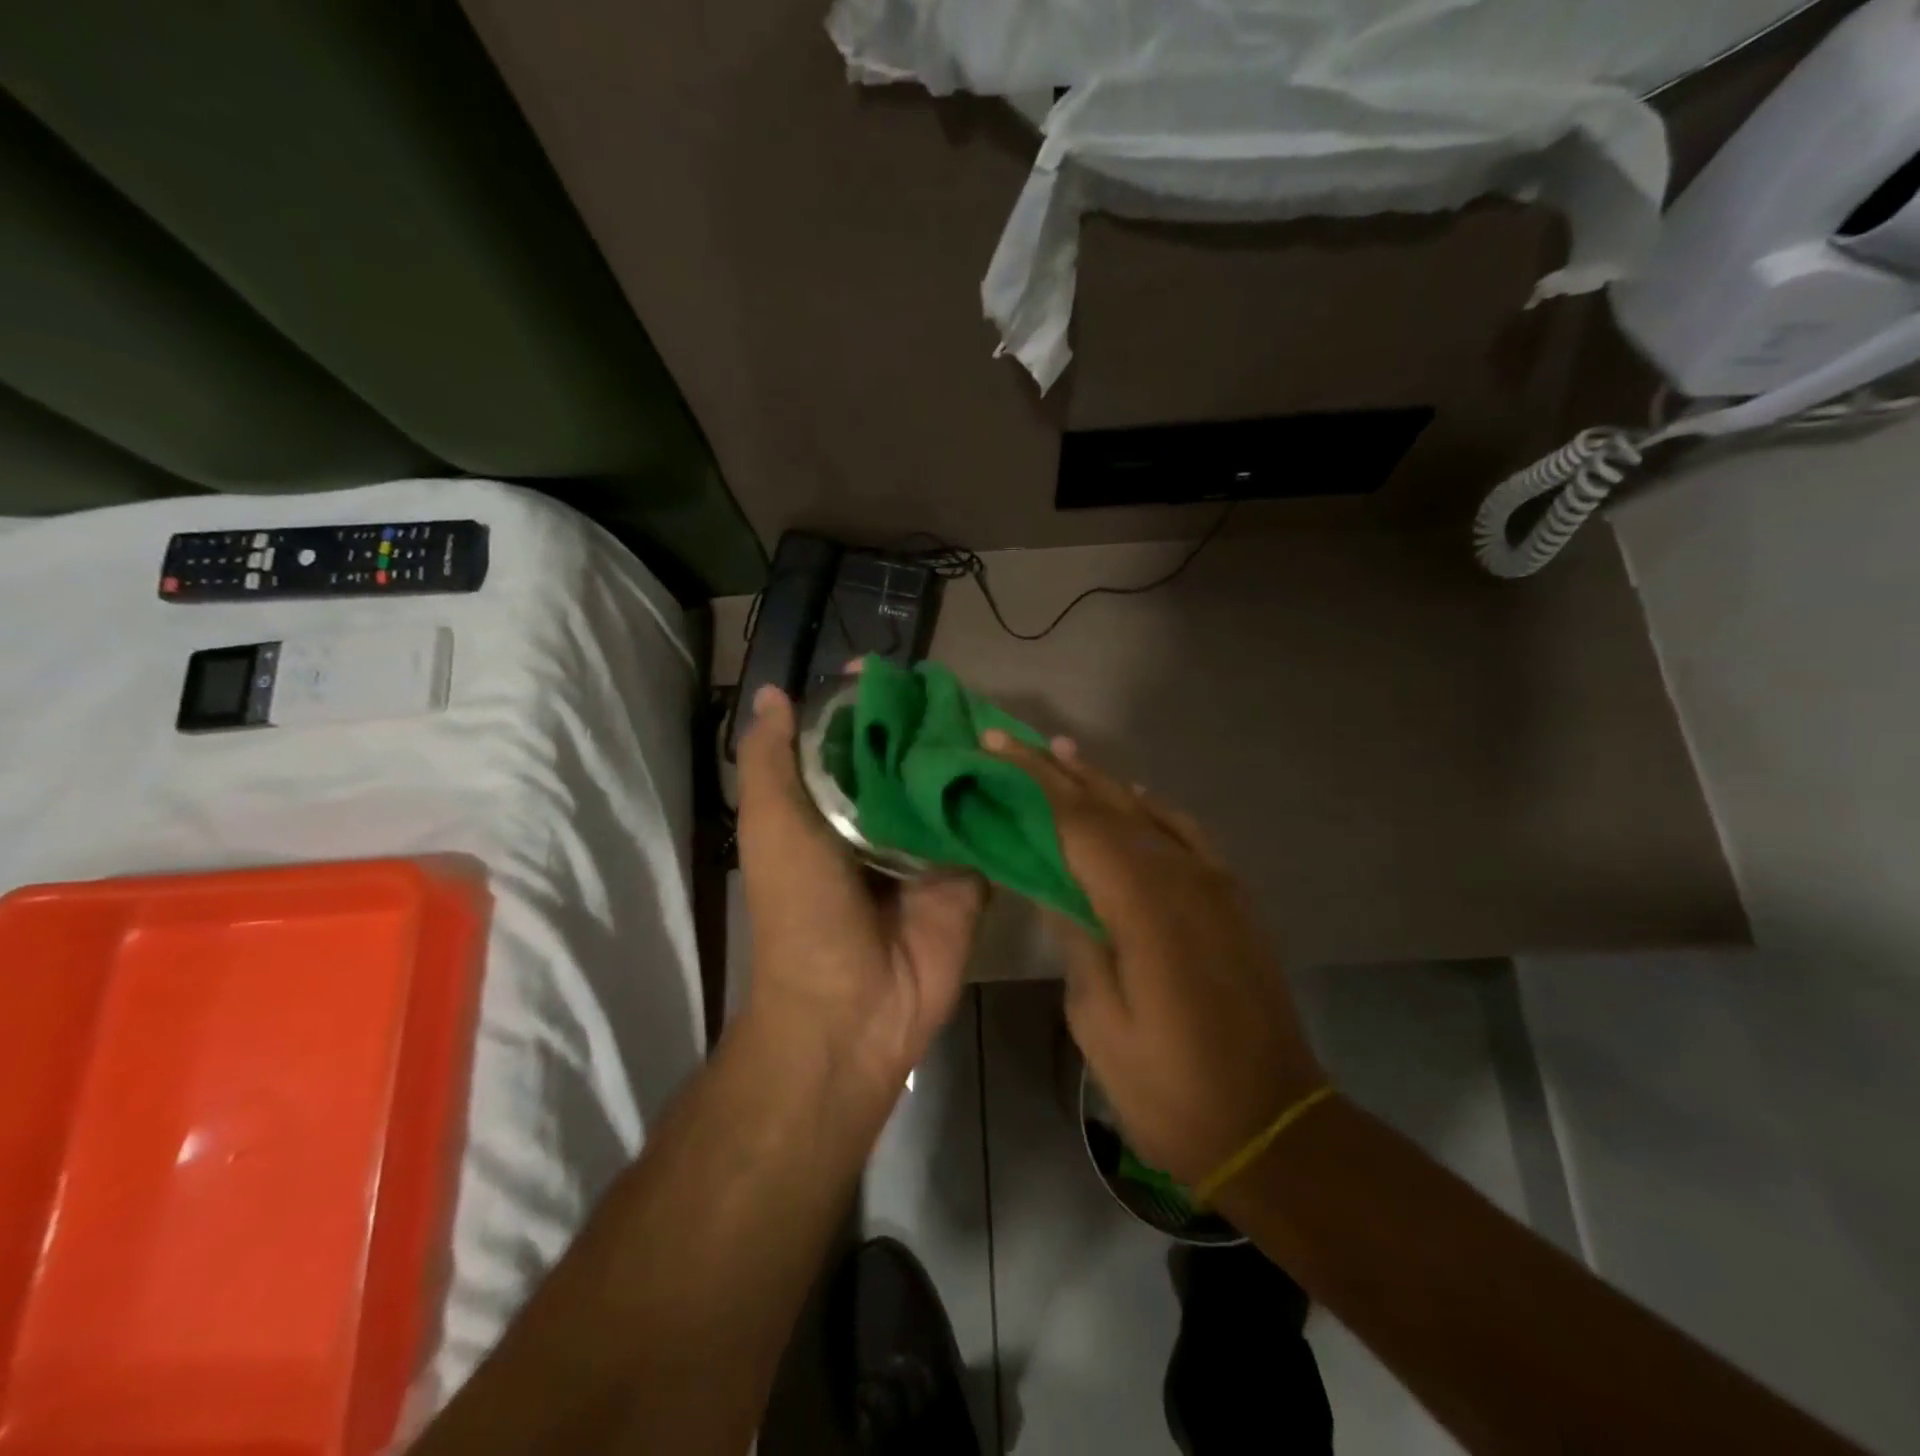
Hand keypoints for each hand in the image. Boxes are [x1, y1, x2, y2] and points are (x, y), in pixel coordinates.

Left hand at [735, 684, 985, 1087]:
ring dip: (969, 755)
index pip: (851, 741)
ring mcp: (928, 847)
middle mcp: (881, 820)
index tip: (885, 668)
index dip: (864, 704)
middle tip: (956, 683)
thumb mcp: (772, 826)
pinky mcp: (969, 875)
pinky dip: (1002, 799)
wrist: (851, 1008)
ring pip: (951, 787)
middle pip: (908, 758)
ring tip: (997, 709)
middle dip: (926, 723)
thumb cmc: (802, 910)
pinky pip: (988, 828)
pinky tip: (1028, 761)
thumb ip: (770, 762)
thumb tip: (770, 693)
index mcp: (831, 807)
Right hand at [984, 732, 1324, 1186]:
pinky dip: (1152, 809)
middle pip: (1112, 806)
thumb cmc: (1169, 1088)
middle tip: (1015, 740)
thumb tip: (1054, 886)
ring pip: (1149, 813)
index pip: (1078, 822)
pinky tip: (1134, 801)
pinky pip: (1186, 835)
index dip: (1033, 781)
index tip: (995, 746)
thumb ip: (1077, 938)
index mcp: (1145, 905)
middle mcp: (1185, 878)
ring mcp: (1217, 886)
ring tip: (1063, 755)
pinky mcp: (1233, 901)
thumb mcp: (1099, 1020)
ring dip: (1103, 782)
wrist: (1273, 1127)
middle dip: (1060, 771)